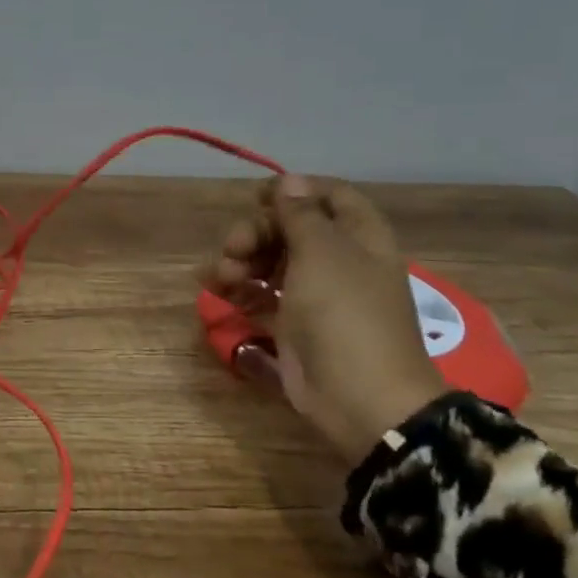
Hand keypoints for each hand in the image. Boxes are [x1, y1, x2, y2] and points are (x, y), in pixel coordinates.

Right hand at [201, 173, 445, 463]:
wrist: (359, 397)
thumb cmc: (344, 313)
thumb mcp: (322, 253)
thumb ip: (300, 215)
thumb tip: (290, 180)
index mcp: (358, 237)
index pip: (329, 196)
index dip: (294, 191)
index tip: (257, 197)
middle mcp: (338, 261)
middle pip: (290, 229)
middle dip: (256, 232)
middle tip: (232, 248)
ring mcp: (315, 294)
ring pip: (270, 262)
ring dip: (240, 262)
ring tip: (218, 278)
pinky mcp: (293, 324)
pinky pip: (261, 295)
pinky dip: (239, 290)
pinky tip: (218, 293)